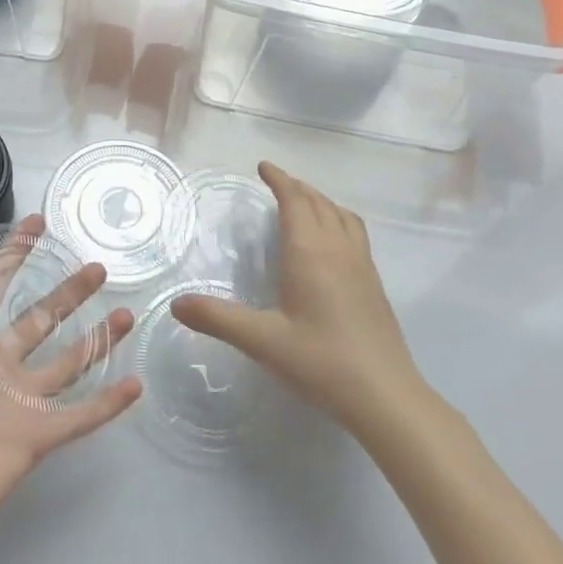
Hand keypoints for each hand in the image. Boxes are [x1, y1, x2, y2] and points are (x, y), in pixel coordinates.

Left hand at [0, 215, 141, 556]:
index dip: (16, 251)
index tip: (39, 222)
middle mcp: (0, 361)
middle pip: (44, 316)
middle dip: (70, 292)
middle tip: (98, 267)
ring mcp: (22, 398)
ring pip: (71, 360)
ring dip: (99, 338)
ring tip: (127, 313)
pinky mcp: (38, 435)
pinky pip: (81, 415)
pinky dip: (108, 402)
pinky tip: (135, 383)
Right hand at [172, 162, 421, 432]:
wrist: (386, 396)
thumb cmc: (322, 362)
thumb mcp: (263, 341)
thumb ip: (218, 319)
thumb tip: (176, 304)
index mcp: (311, 252)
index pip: (295, 201)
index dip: (279, 180)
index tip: (263, 167)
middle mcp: (338, 249)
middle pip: (319, 203)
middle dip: (297, 187)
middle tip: (277, 182)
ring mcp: (362, 265)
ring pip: (342, 216)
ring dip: (321, 201)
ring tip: (305, 203)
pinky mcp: (374, 284)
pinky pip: (355, 234)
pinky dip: (338, 220)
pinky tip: (331, 243)